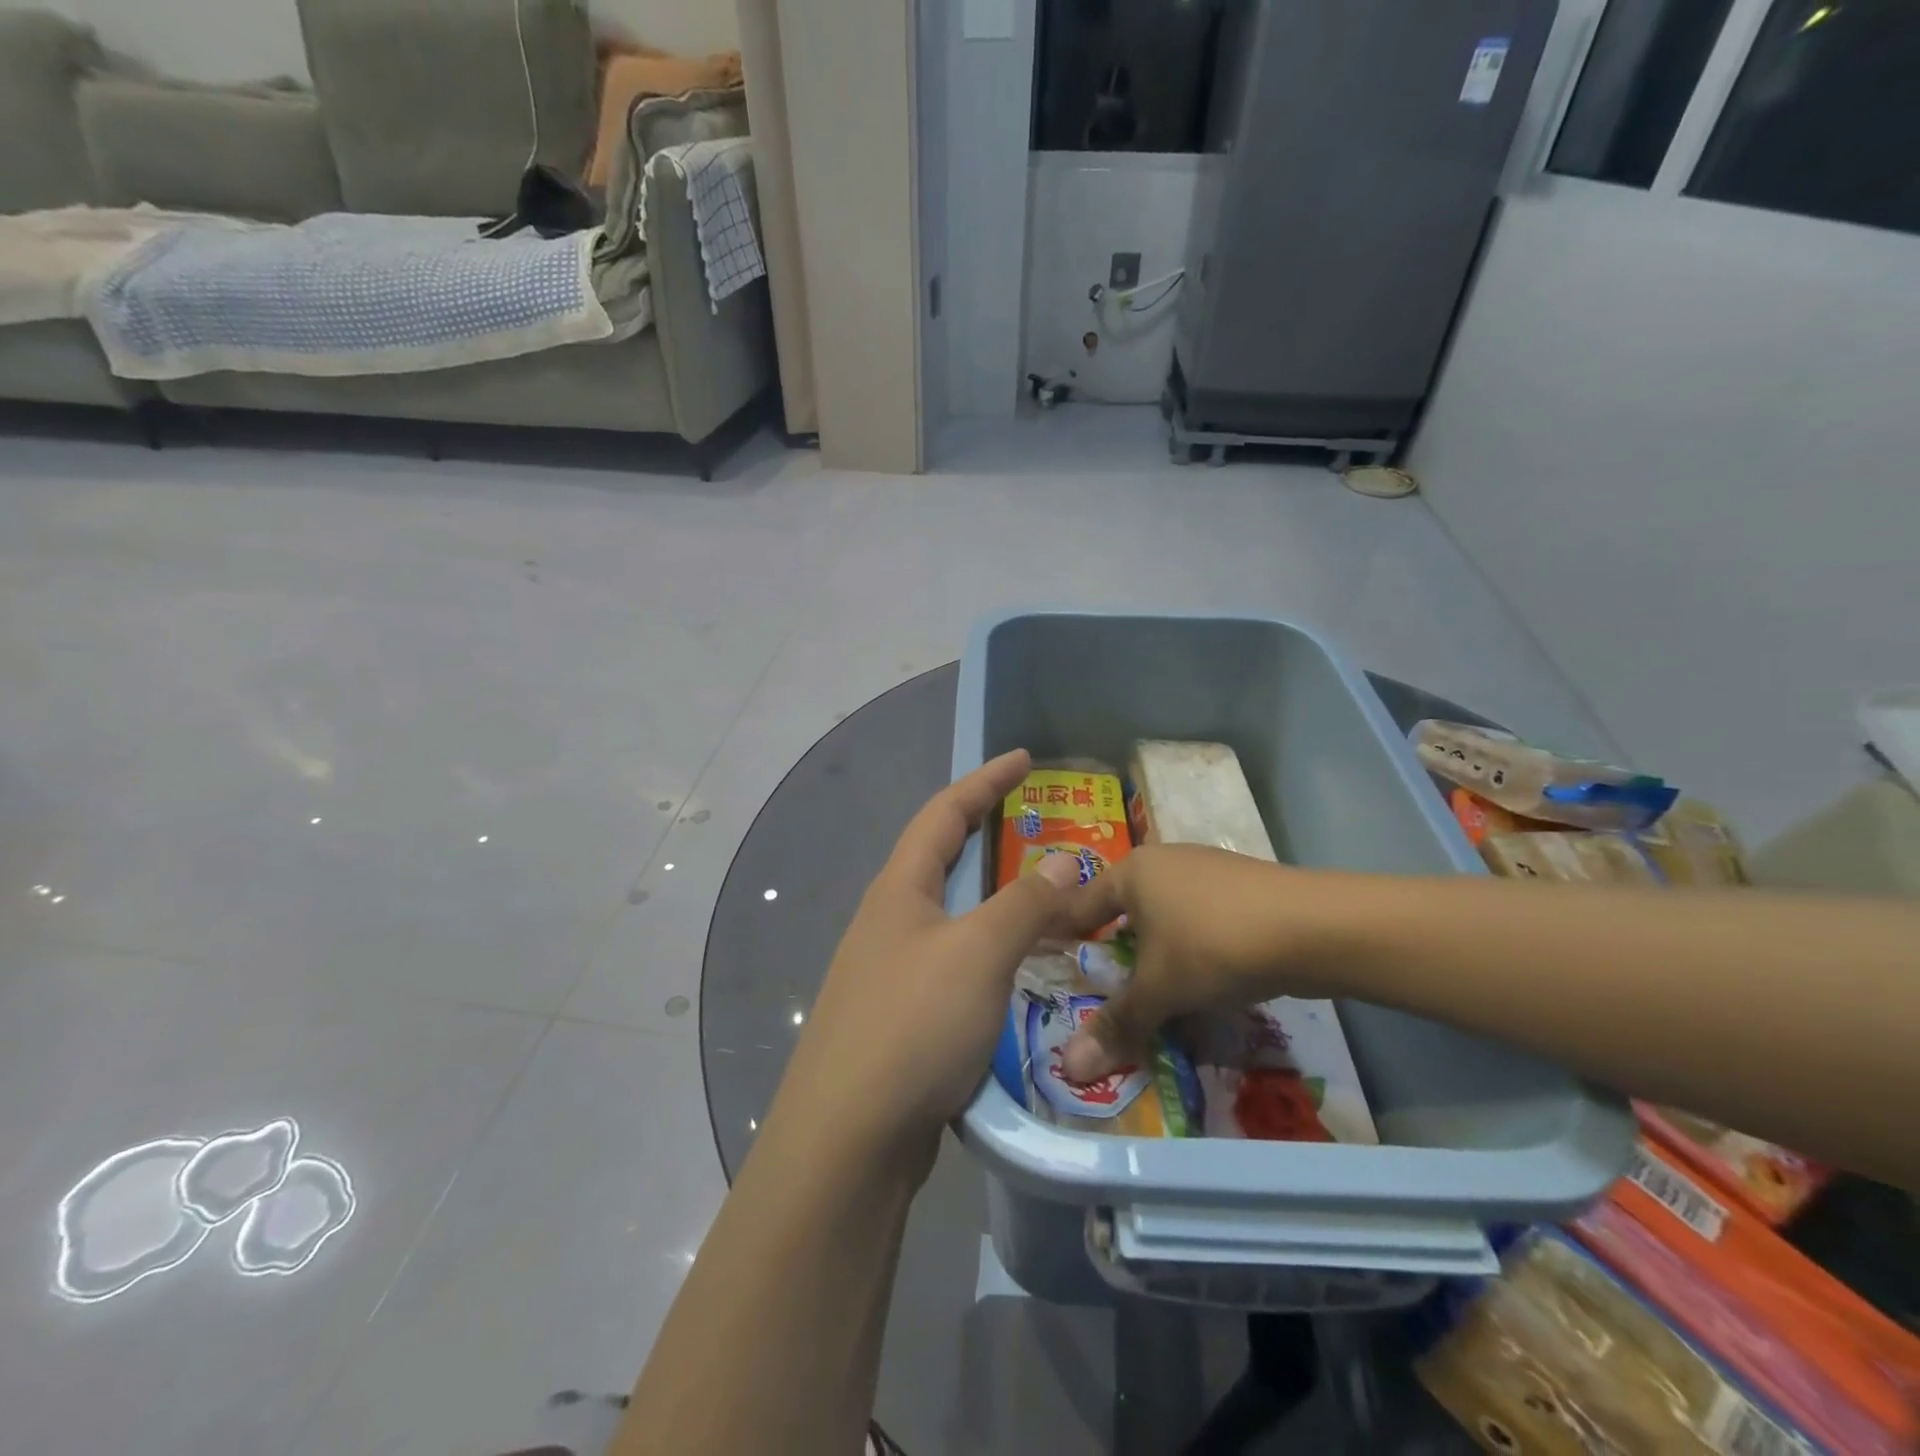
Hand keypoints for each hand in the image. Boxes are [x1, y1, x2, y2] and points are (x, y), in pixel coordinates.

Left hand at [770, 749, 1097, 1177]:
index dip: (985, 780)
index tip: (1024, 758)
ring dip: (996, 900)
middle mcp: (890, 920)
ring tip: (1045, 898)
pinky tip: (1019, 972)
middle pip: (942, 858)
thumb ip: (1025, 903)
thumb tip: (1067, 858)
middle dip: (988, 834)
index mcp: (900, 889)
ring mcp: (891, 969)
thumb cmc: (913, 1025)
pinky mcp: (902, 1015)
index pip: (944, 813)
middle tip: (1037, 824)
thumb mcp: (978, 953)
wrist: (849, 1138)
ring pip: (952, 915)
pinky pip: (955, 962)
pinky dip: (991, 951)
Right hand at [1058, 843, 1340, 1082]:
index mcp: (1131, 871)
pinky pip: (1197, 922)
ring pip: (1163, 919)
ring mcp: (1204, 871)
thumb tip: (1068, 1069)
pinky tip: (1200, 983)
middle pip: (1122, 912)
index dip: (1062, 940)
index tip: (1049, 974)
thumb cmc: (1215, 945)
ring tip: (1150, 997)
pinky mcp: (1239, 889)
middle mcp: (1162, 862)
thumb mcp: (1161, 989)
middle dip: (1113, 954)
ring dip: (1154, 956)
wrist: (1315, 927)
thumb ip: (1116, 1024)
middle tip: (1100, 996)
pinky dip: (1189, 952)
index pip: (1078, 906)